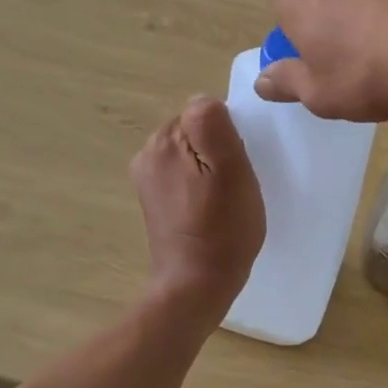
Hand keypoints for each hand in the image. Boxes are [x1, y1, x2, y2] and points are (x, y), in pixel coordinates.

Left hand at [129, 96, 263, 311]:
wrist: (196, 287)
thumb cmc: (222, 229)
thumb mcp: (231, 170)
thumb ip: (214, 125)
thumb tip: (205, 100)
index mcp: (165, 141)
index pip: (206, 111)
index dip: (229, 134)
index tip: (238, 164)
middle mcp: (149, 153)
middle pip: (196, 130)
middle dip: (218, 149)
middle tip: (235, 183)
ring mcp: (148, 178)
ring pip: (192, 152)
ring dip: (211, 167)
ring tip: (225, 198)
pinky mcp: (154, 199)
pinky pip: (185, 173)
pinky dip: (202, 183)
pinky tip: (212, 208)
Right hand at [256, 0, 387, 122]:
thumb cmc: (370, 74)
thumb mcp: (320, 95)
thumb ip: (286, 83)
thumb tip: (263, 79)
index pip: (284, 17)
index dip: (298, 46)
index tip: (317, 73)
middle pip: (323, 4)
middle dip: (332, 31)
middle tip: (353, 68)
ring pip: (360, 0)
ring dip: (367, 24)